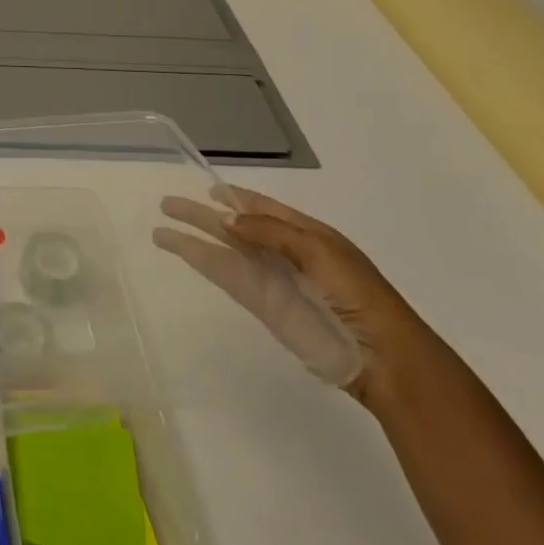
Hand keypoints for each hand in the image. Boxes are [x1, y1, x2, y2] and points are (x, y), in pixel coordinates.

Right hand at [154, 184, 438, 412]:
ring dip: (196, 238)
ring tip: (162, 229)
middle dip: (204, 214)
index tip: (209, 187)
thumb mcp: (320, 251)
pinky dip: (205, 263)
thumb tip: (225, 219)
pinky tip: (185, 253)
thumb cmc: (359, 295)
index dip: (236, 196)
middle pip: (236, 227)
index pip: (263, 207)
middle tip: (168, 203)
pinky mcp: (264, 306)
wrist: (381, 357)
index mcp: (307, 233)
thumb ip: (271, 232)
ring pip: (225, 251)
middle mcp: (285, 252)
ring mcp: (272, 280)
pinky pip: (229, 277)